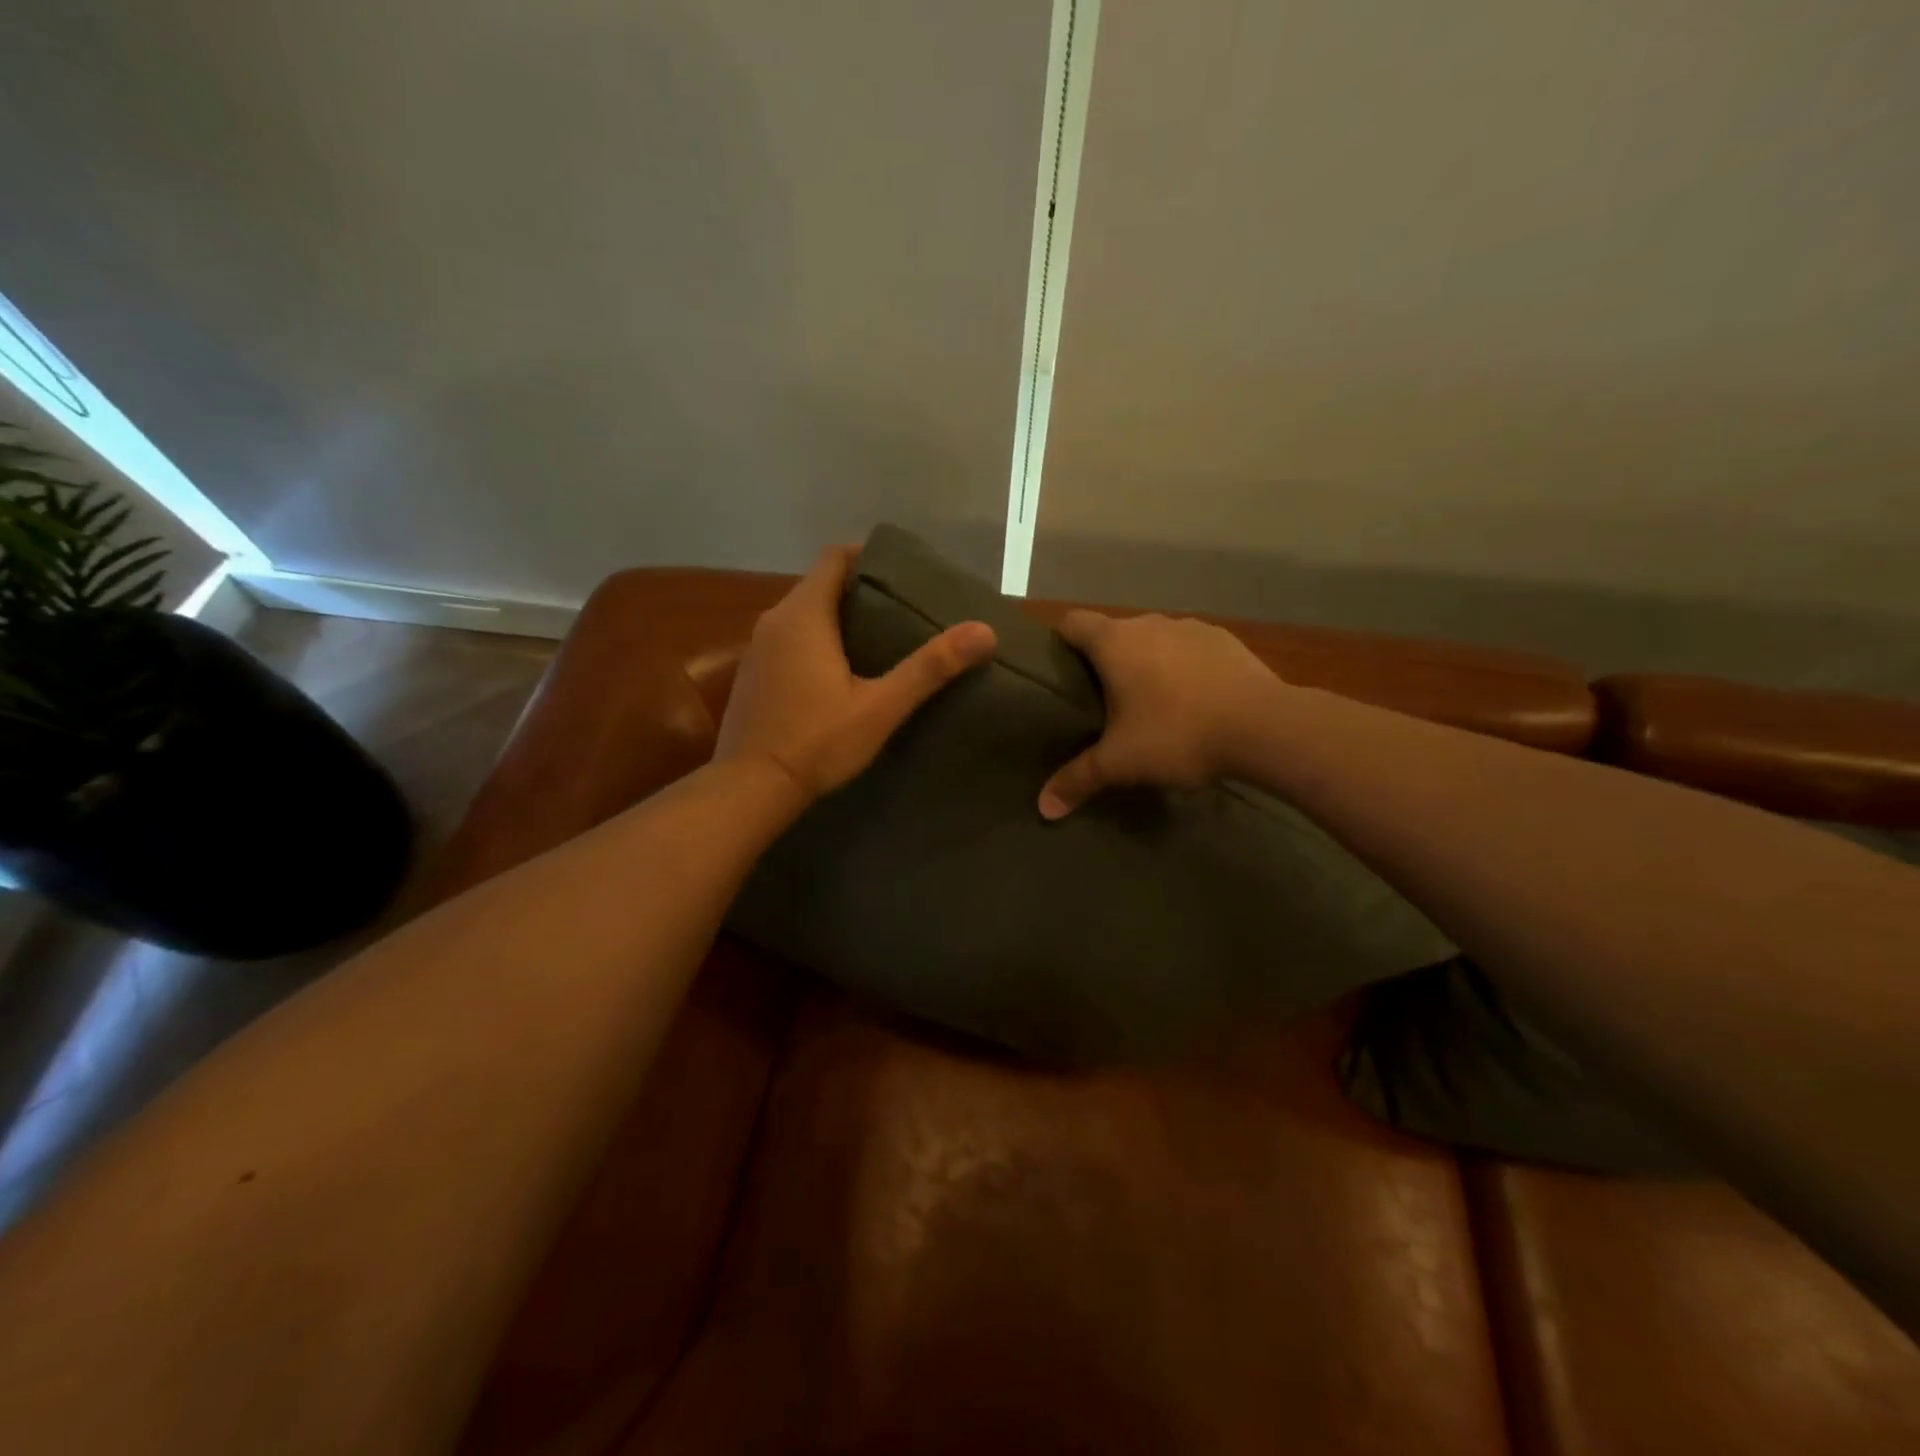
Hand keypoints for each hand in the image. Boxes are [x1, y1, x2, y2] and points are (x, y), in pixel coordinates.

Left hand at [716, 546, 996, 800]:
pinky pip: (788, 641)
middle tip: (901, 609)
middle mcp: (774, 620)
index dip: (867, 556)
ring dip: (837, 618)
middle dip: (859, 590)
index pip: (833, 557)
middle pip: (819, 585)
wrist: (750, 788)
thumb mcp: (881, 706)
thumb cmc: (817, 742)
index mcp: (804, 614)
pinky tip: (839, 673)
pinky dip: (815, 642)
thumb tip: (984, 631)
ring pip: (803, 615)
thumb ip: (930, 667)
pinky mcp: (751, 675)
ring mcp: (757, 648)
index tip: (902, 572)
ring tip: (879, 639)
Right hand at [1038, 610, 1282, 818]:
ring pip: (1154, 640)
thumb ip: (1078, 779)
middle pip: (1112, 633)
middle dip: (1104, 661)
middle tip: (1100, 701)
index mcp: (1115, 642)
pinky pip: (1190, 649)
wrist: (1265, 728)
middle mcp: (1150, 623)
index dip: (1058, 641)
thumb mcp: (1121, 763)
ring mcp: (1192, 627)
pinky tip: (1195, 700)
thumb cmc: (1179, 735)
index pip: (1071, 622)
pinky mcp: (1225, 640)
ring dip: (1146, 663)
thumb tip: (1043, 808)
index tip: (1057, 670)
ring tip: (1150, 703)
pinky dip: (1183, 667)